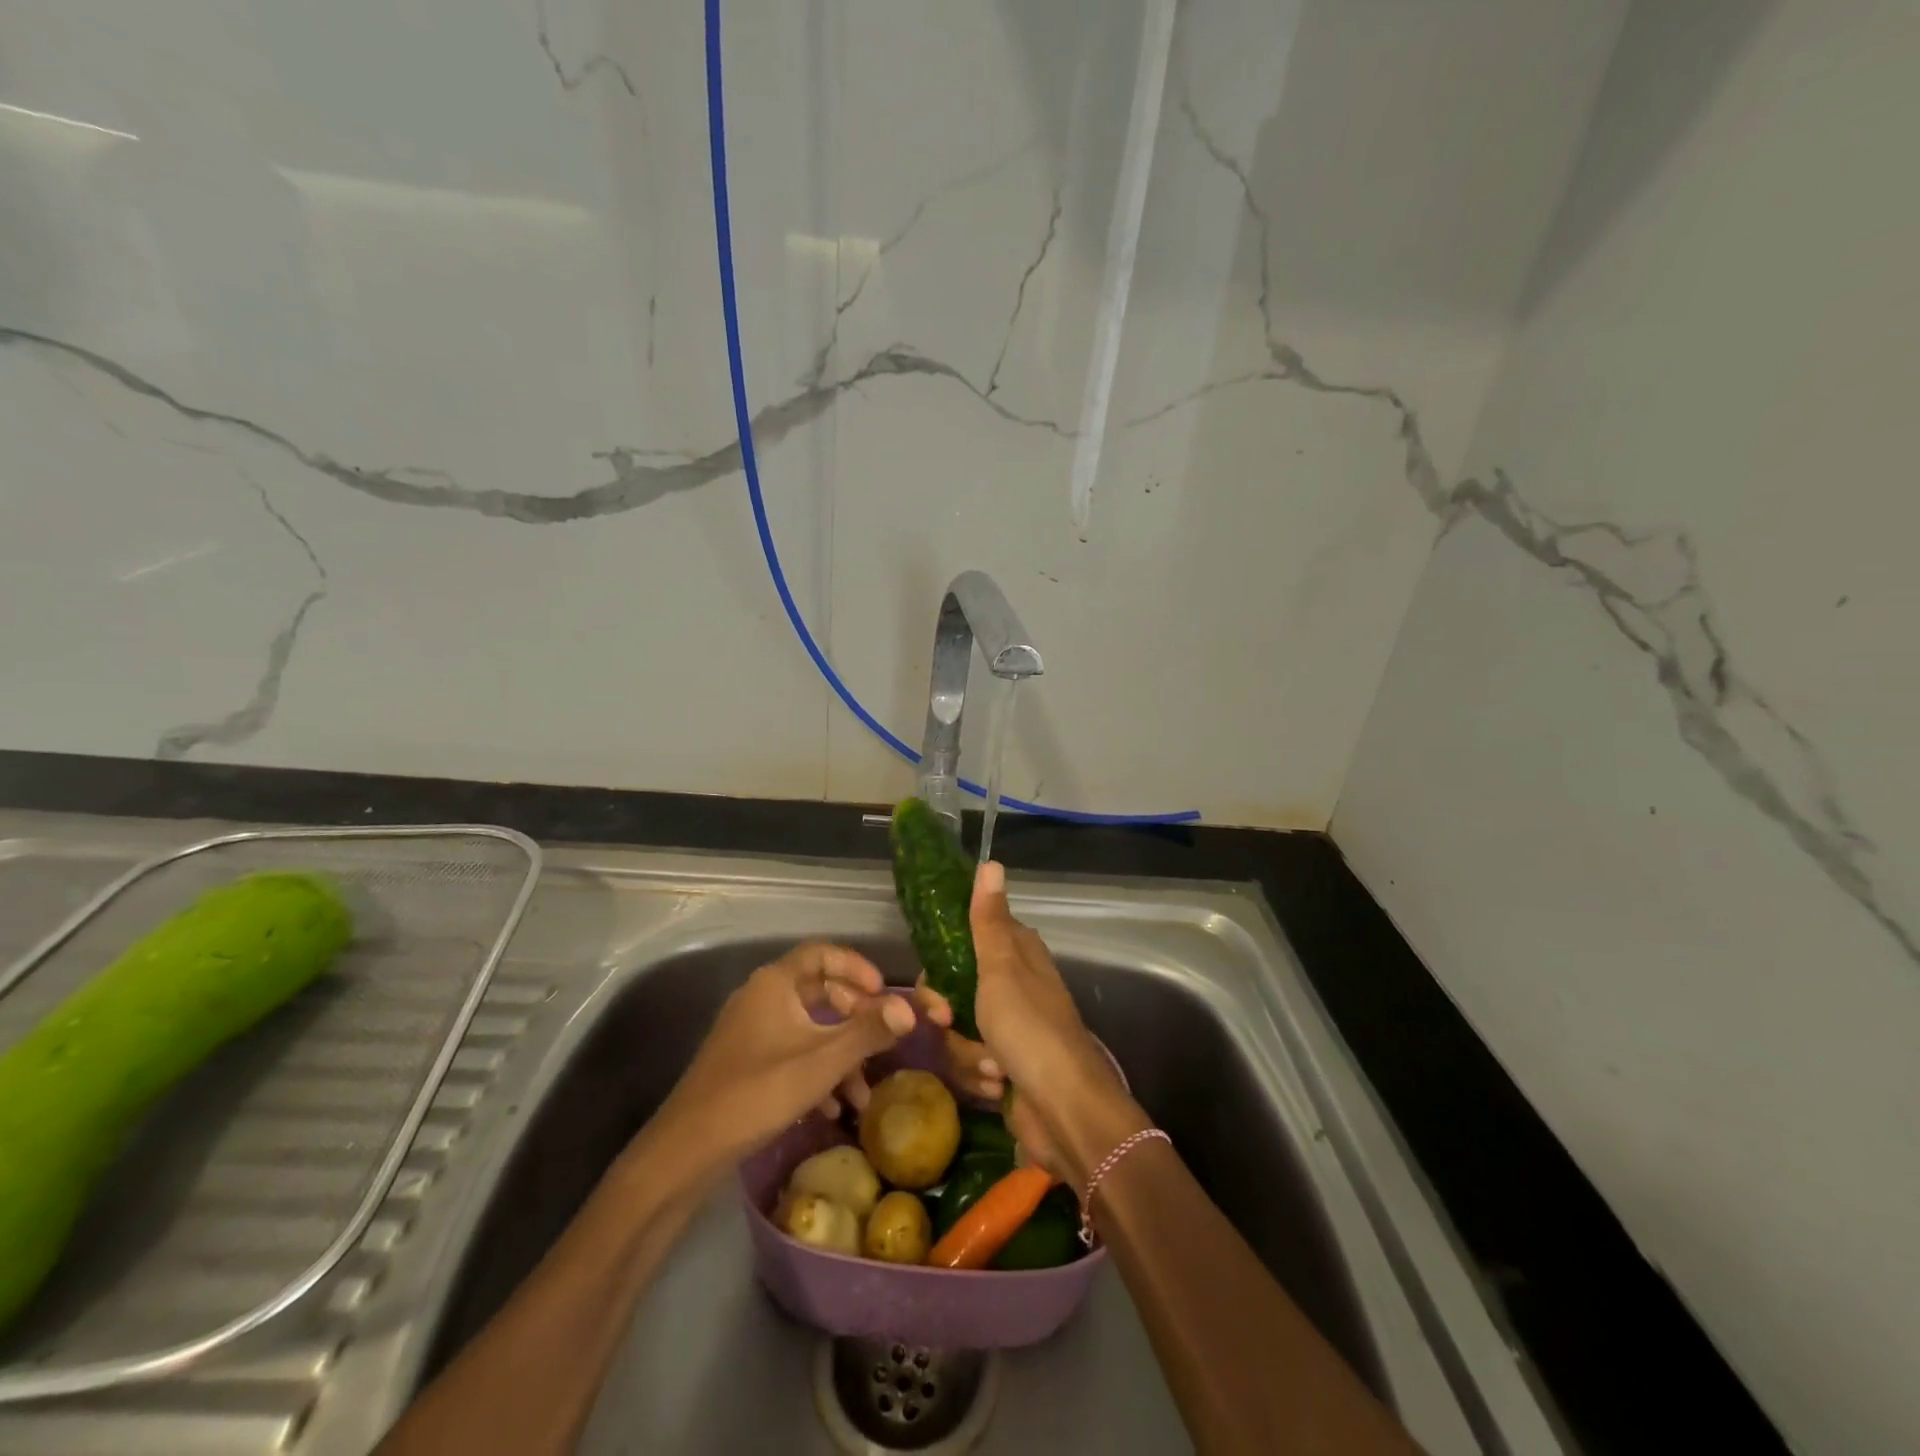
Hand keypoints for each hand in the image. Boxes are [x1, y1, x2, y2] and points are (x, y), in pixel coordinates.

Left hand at [657, 942, 915, 1169]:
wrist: (688, 1149)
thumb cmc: (759, 1092)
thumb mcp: (822, 1061)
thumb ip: (868, 1032)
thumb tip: (911, 1010)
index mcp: (776, 983)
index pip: (823, 953)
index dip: (858, 967)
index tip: (884, 992)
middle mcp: (761, 996)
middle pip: (819, 990)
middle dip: (855, 1016)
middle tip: (880, 1037)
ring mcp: (750, 1030)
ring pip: (808, 1027)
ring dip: (840, 1052)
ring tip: (862, 1093)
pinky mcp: (745, 1061)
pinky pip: (791, 1051)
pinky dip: (817, 1070)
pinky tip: (832, 1108)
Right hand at [920, 863, 1148, 1185]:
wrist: (1064, 1110)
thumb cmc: (1030, 1030)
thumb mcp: (1002, 969)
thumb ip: (989, 921)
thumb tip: (991, 863)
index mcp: (1017, 954)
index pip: (962, 940)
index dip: (940, 961)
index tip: (933, 980)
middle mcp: (1012, 986)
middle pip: (951, 989)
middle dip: (947, 1014)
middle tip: (948, 1022)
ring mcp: (1007, 1028)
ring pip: (957, 1030)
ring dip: (967, 1053)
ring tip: (993, 1067)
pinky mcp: (1003, 1065)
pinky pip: (969, 1063)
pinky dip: (980, 1076)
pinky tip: (999, 1087)